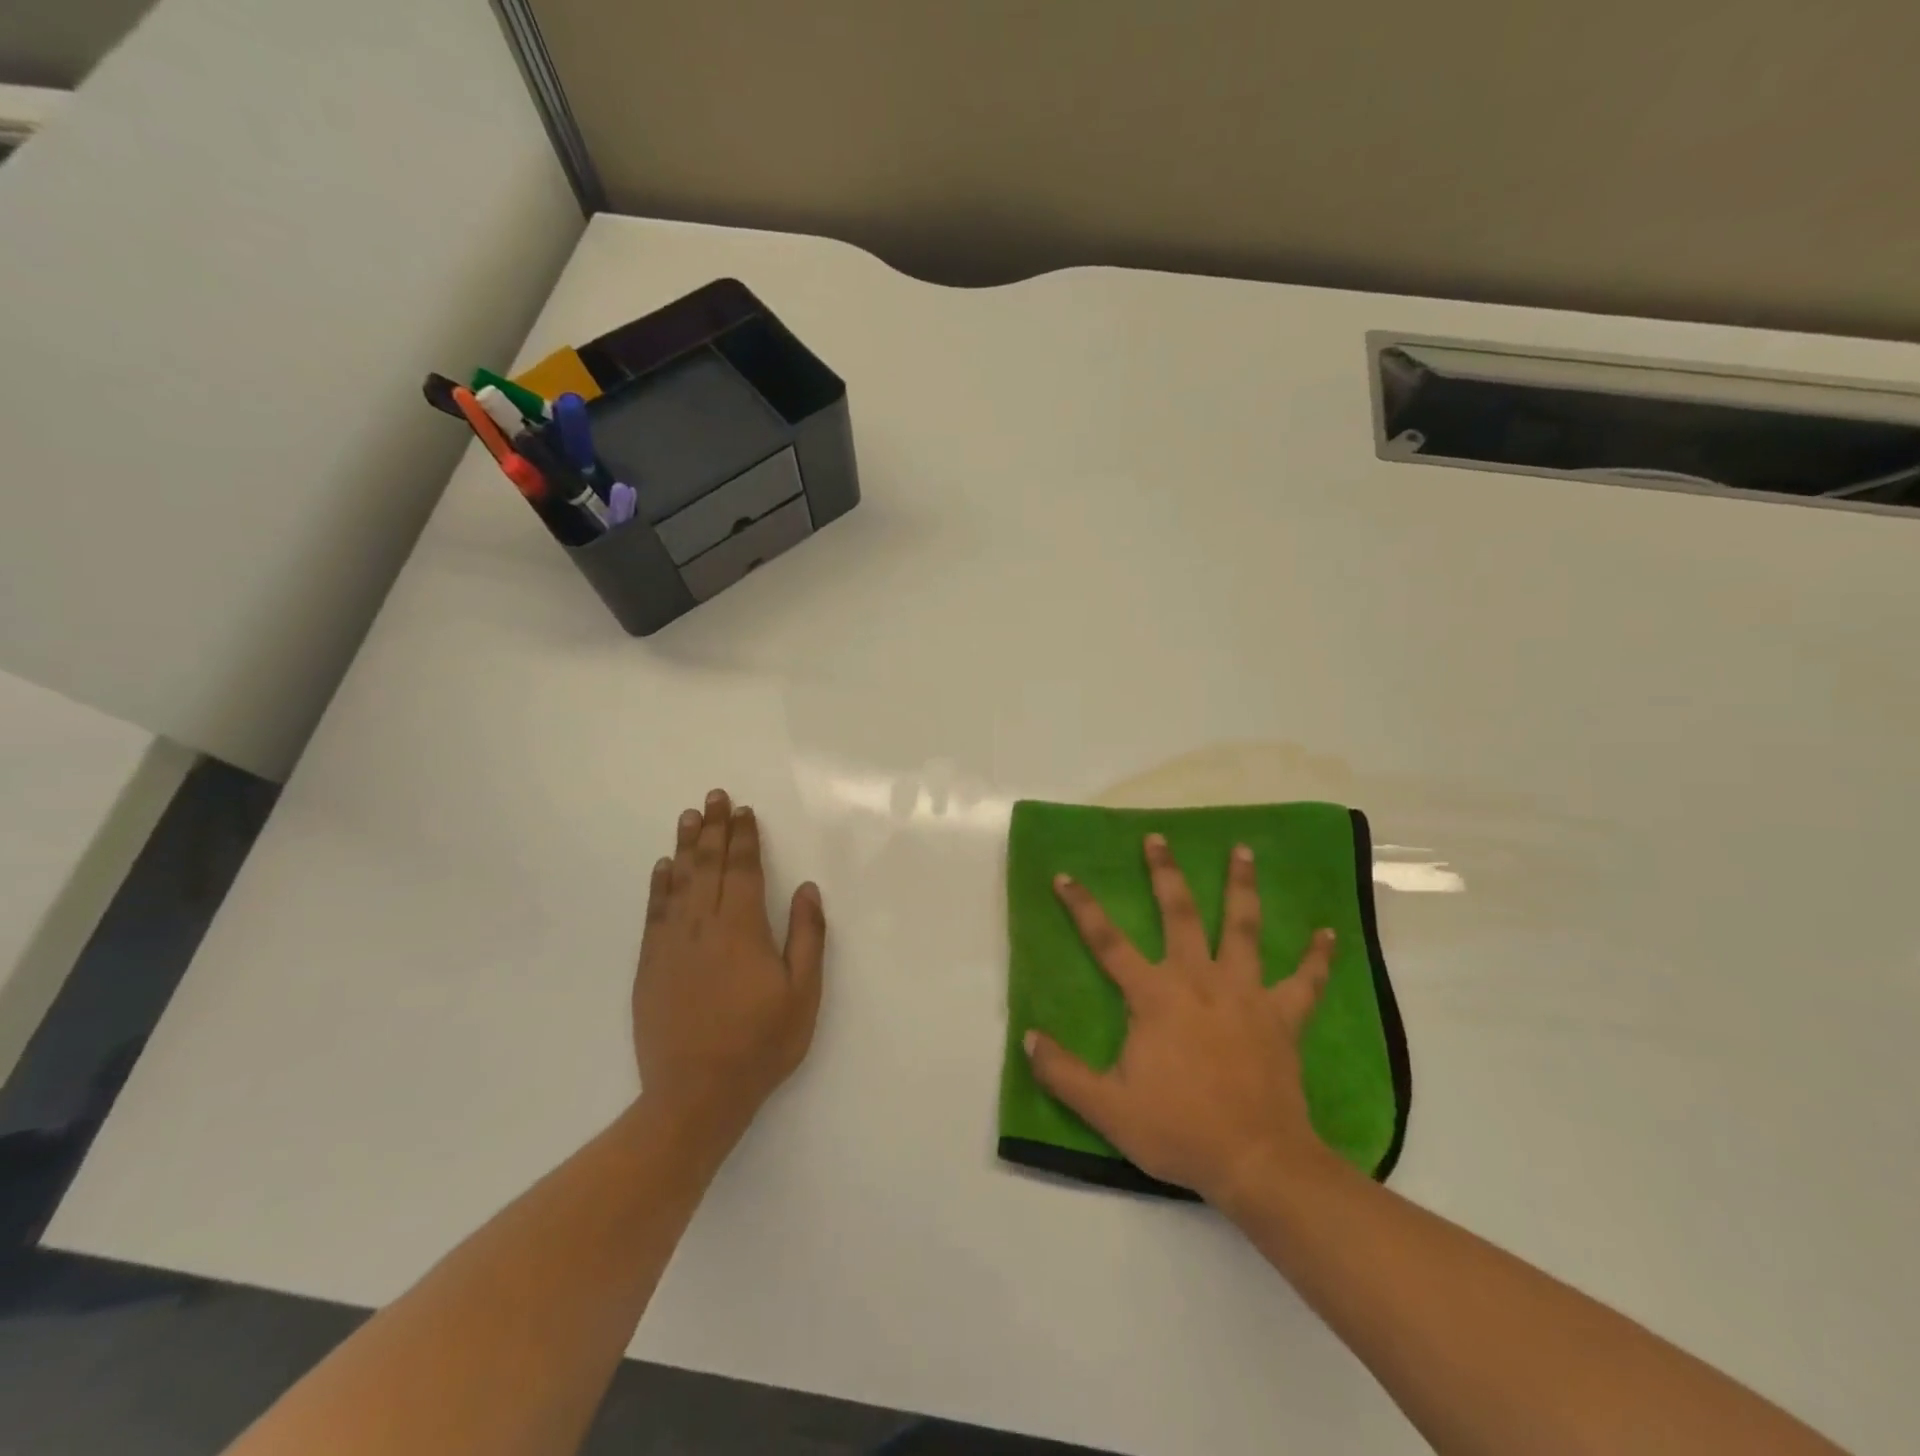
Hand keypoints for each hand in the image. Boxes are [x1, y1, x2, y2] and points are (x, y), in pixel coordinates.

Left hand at [633, 789, 825, 1147]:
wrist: (695, 1094)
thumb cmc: (760, 1044)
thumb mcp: (802, 994)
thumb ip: (807, 936)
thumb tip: (807, 888)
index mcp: (743, 929)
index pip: (744, 870)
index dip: (744, 837)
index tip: (743, 810)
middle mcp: (704, 926)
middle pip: (710, 866)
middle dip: (714, 828)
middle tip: (714, 796)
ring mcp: (672, 944)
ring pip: (680, 882)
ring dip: (686, 846)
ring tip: (688, 817)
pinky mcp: (650, 965)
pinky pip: (654, 912)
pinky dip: (659, 885)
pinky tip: (663, 867)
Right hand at [1024, 833, 1335, 1204]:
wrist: (1257, 1162)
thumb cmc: (1179, 1130)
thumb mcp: (1107, 1108)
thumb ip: (1063, 1072)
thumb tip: (1028, 1037)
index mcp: (1155, 997)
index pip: (1108, 942)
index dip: (1083, 907)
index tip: (1064, 876)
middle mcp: (1199, 980)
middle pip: (1180, 914)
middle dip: (1165, 873)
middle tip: (1158, 838)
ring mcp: (1246, 994)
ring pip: (1244, 928)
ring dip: (1242, 886)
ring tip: (1243, 849)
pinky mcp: (1282, 1017)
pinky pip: (1305, 981)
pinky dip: (1318, 957)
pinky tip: (1328, 932)